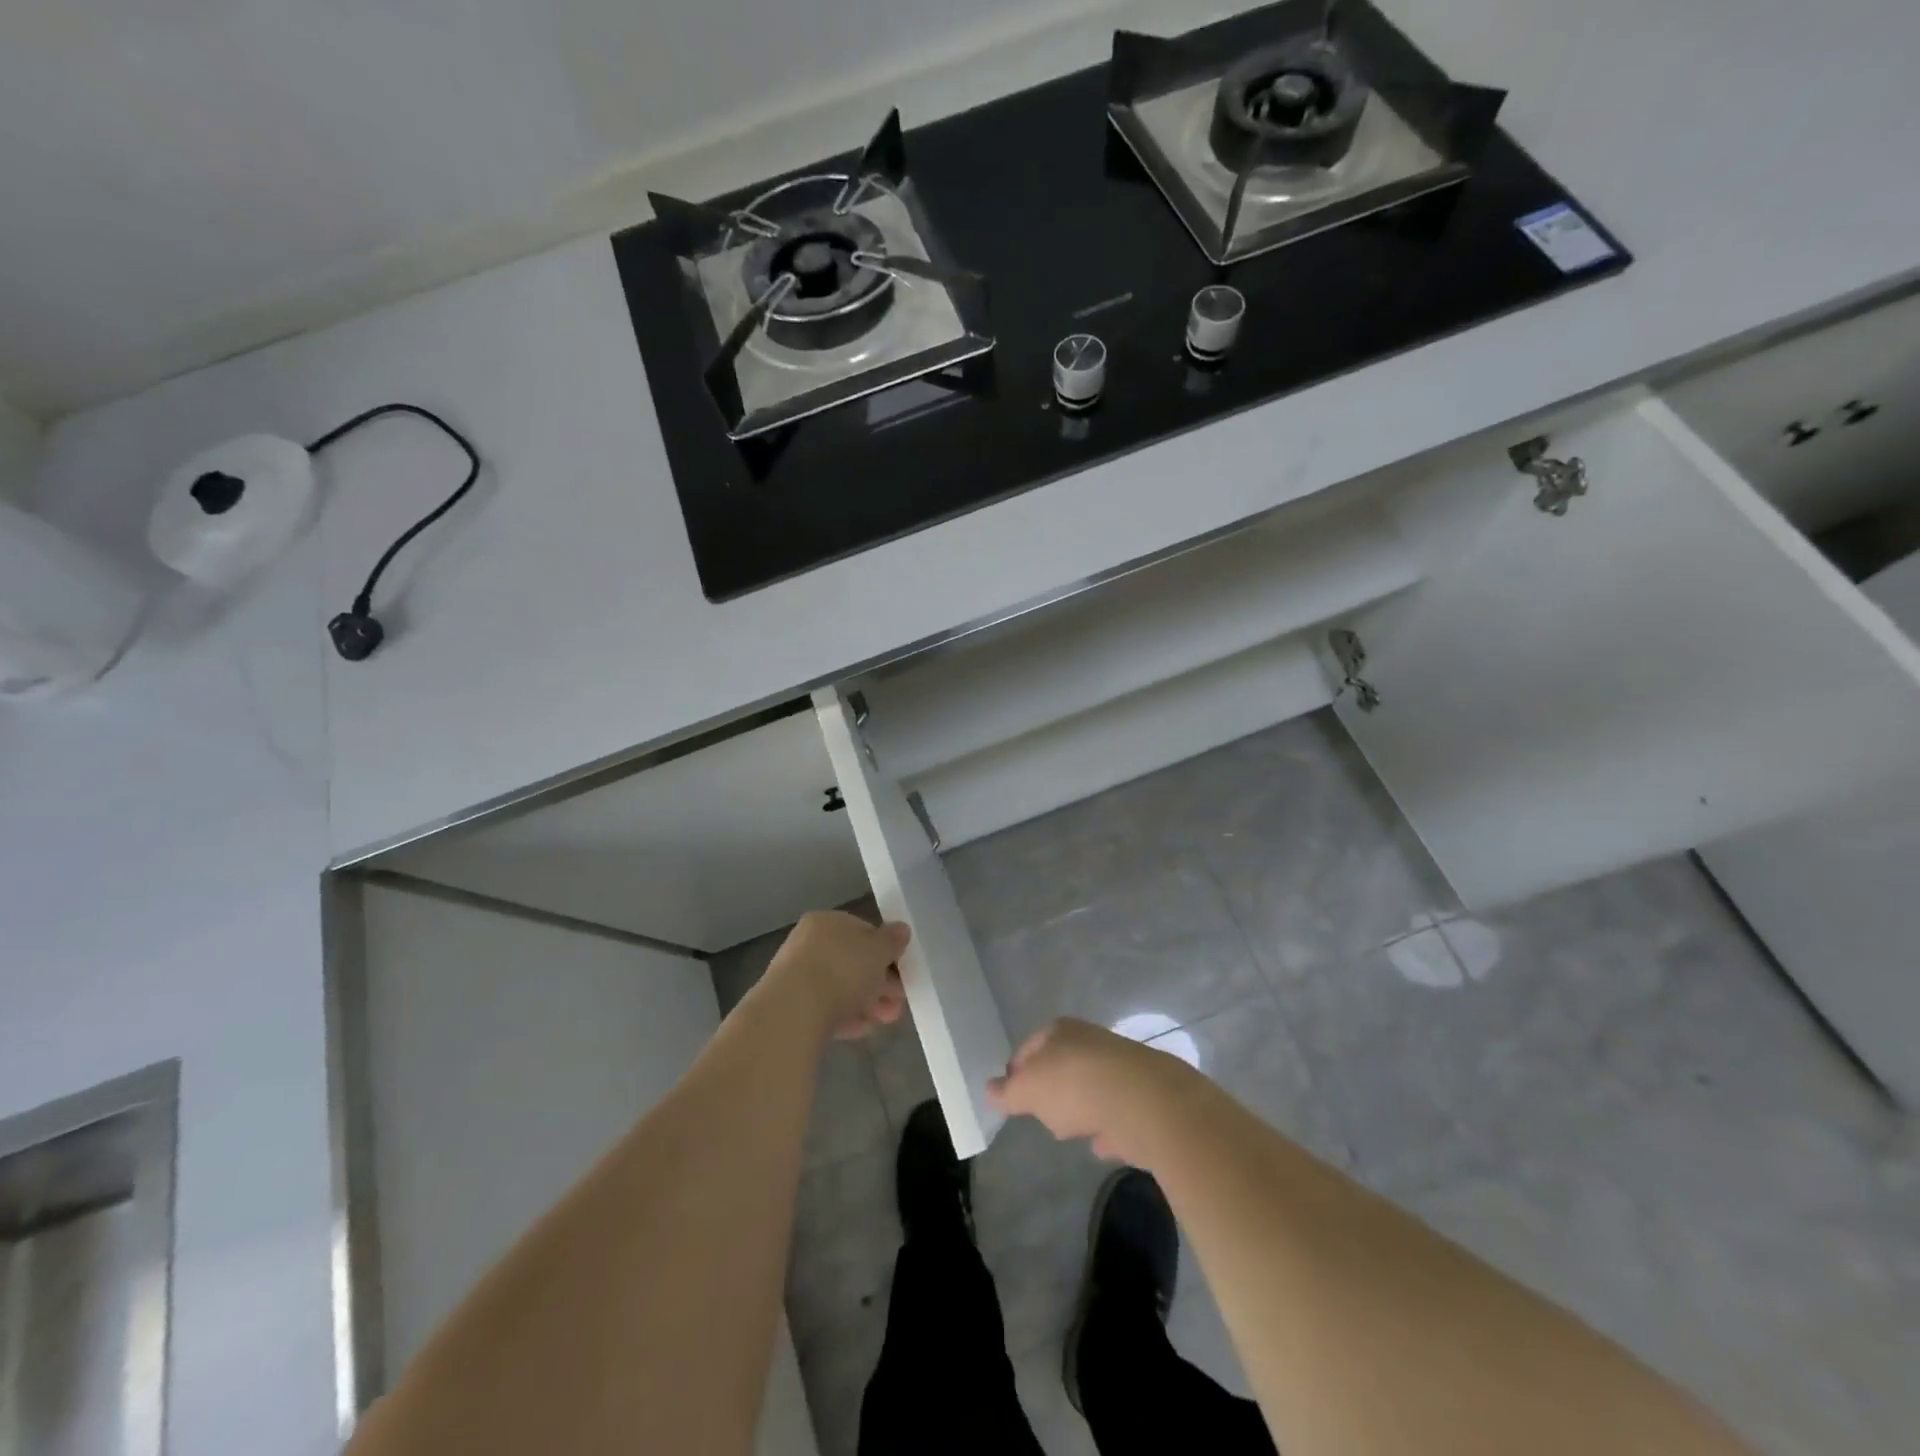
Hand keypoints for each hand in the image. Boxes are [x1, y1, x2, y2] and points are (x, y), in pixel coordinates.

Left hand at [766, 910, 908, 1040]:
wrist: (793, 1012)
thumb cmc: (841, 970)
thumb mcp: (878, 950)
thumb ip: (892, 940)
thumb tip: (901, 930)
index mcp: (827, 922)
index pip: (862, 930)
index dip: (885, 950)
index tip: (902, 971)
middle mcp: (808, 944)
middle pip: (852, 961)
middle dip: (879, 981)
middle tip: (899, 1000)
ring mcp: (797, 976)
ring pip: (840, 987)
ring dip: (867, 1002)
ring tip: (887, 1020)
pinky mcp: (791, 1008)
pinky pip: (826, 1009)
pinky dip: (846, 1016)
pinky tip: (863, 1029)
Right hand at [987, 1018, 1207, 1164]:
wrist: (1144, 1101)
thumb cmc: (1074, 1086)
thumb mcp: (1027, 1091)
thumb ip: (1007, 1092)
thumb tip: (990, 1089)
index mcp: (1060, 1031)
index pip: (1029, 1046)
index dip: (1017, 1070)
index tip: (1011, 1095)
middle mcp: (1091, 1041)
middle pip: (1062, 1064)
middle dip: (1051, 1088)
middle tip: (1041, 1114)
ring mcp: (1120, 1067)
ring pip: (1091, 1087)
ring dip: (1082, 1106)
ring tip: (1071, 1131)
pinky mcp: (1143, 1095)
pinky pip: (1117, 1112)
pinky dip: (1108, 1126)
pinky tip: (1101, 1144)